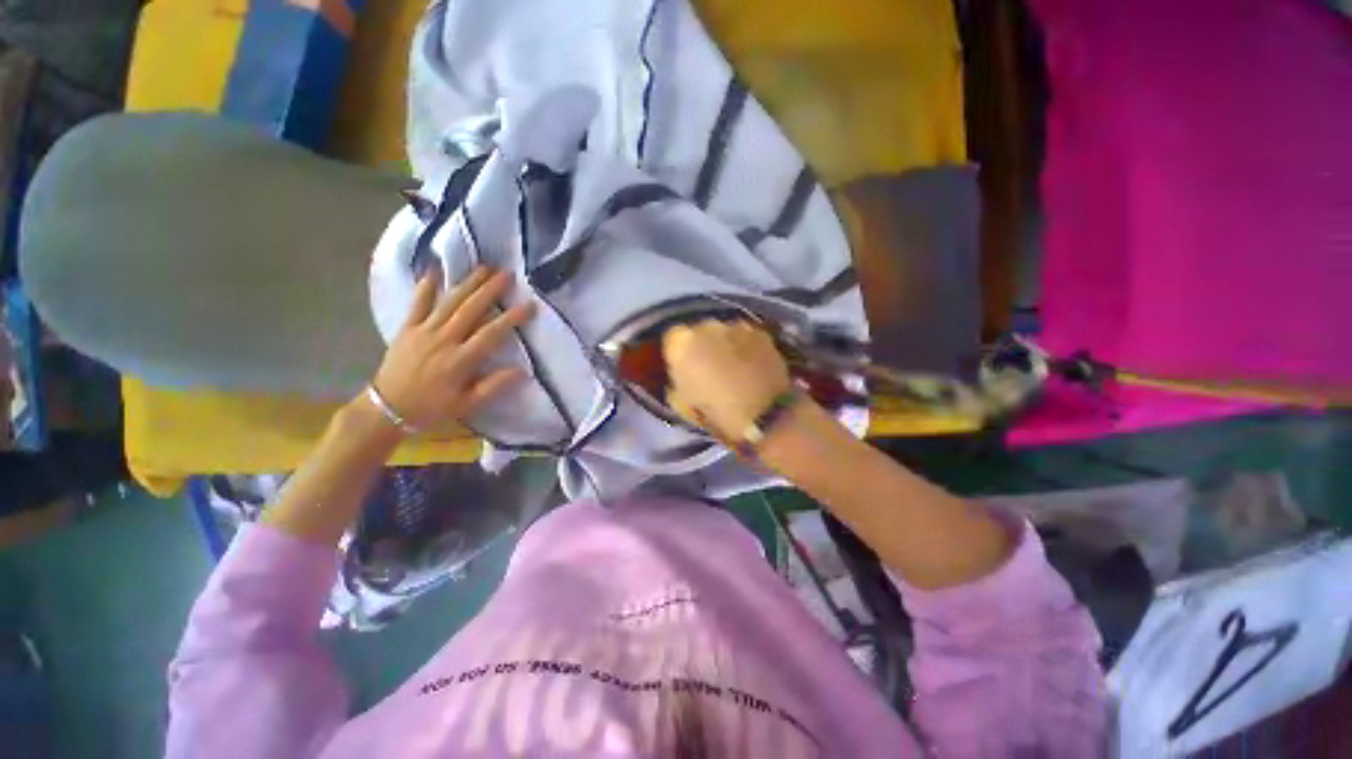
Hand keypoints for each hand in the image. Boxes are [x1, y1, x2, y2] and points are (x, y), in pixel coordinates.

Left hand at [369, 266, 534, 431]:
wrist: (387, 409)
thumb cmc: (432, 408)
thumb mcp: (467, 404)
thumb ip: (494, 386)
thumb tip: (522, 371)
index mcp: (461, 360)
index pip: (492, 334)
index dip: (512, 318)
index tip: (530, 306)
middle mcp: (444, 340)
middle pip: (471, 309)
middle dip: (490, 290)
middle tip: (507, 274)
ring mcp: (423, 331)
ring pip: (449, 302)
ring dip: (467, 283)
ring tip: (484, 268)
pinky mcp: (407, 328)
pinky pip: (417, 304)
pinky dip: (426, 286)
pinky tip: (434, 270)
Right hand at [663, 320, 793, 436]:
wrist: (765, 414)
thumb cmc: (717, 413)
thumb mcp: (683, 404)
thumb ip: (677, 382)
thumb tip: (682, 376)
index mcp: (682, 344)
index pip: (672, 338)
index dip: (678, 353)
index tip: (684, 368)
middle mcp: (706, 326)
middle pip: (699, 331)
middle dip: (702, 345)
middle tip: (710, 367)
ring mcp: (735, 326)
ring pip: (724, 332)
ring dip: (725, 344)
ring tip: (735, 366)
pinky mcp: (760, 331)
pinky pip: (746, 336)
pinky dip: (746, 347)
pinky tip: (753, 365)